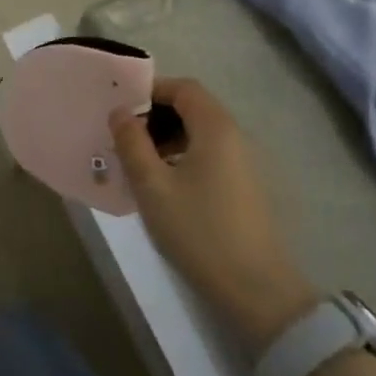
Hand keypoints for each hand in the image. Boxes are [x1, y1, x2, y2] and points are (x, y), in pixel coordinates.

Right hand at [110, 79, 317, 355]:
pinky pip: (208, 154)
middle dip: (155, 115)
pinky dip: (182, 156)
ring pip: (199, 133)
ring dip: (166, 137)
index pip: (184, 88)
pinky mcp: (243, 186)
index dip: (150, 90)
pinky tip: (161, 184)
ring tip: (136, 162)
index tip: (120, 109)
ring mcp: (243, 163)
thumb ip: (132, 142)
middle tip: (123, 136)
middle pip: (193, 107)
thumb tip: (120, 111)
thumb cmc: (197, 229)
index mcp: (215, 128)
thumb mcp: (152, 185)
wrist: (255, 288)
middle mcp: (234, 137)